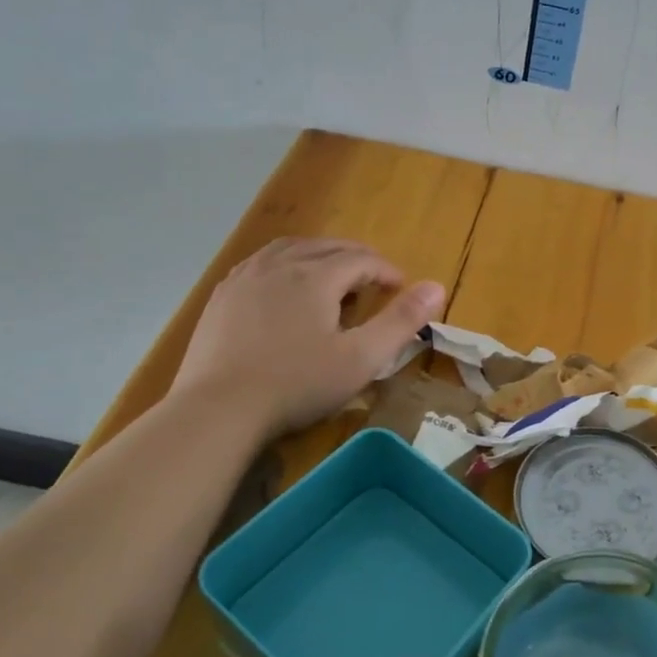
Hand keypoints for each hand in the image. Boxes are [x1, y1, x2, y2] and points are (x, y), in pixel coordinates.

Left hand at [170, 238, 444, 435]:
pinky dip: (285, 264)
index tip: (402, 288)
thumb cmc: (298, 384)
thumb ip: (401, 321)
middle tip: (374, 278)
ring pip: (290, 249)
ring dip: (319, 255)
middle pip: (327, 247)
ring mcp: (246, 278)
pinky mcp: (222, 296)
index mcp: (316, 276)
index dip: (387, 271)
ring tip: (332, 272)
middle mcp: (280, 264)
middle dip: (357, 258)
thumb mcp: (361, 358)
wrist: (219, 409)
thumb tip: (437, 286)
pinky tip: (285, 285)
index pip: (361, 260)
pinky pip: (261, 263)